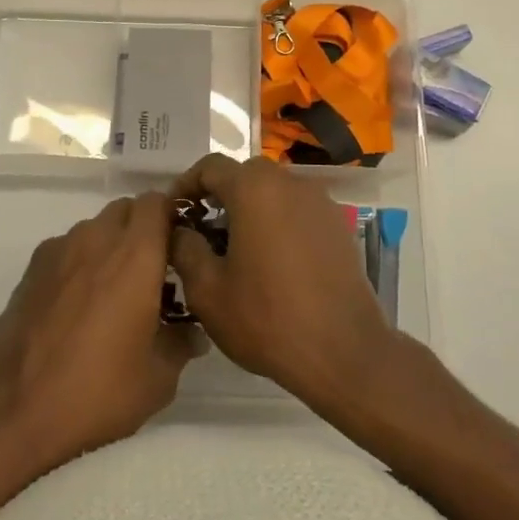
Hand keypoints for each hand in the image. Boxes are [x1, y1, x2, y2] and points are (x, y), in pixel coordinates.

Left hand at [0, 192, 203, 473]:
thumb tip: (192, 335)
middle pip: (126, 209)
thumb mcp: (157, 380)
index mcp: (135, 255)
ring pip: (94, 228)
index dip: (172, 217)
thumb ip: (180, 345)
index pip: (158, 202)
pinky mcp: (30, 270)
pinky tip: (77, 306)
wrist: (13, 412)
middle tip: (152, 272)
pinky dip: (80, 263)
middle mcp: (96, 239)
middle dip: (142, 230)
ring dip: (110, 245)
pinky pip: (66, 249)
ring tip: (113, 292)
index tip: (180, 248)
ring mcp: (59, 251)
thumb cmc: (97, 391)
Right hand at [169, 154, 394, 415]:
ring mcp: (320, 202)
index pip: (210, 166)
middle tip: (202, 232)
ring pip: (274, 192)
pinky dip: (278, 222)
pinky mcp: (338, 225)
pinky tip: (272, 261)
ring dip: (251, 209)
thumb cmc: (268, 318)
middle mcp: (290, 183)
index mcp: (254, 189)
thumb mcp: (207, 291)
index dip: (186, 185)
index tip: (173, 213)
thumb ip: (185, 249)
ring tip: (236, 249)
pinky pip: (298, 210)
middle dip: (220, 196)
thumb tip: (181, 230)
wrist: (344, 352)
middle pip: (245, 175)